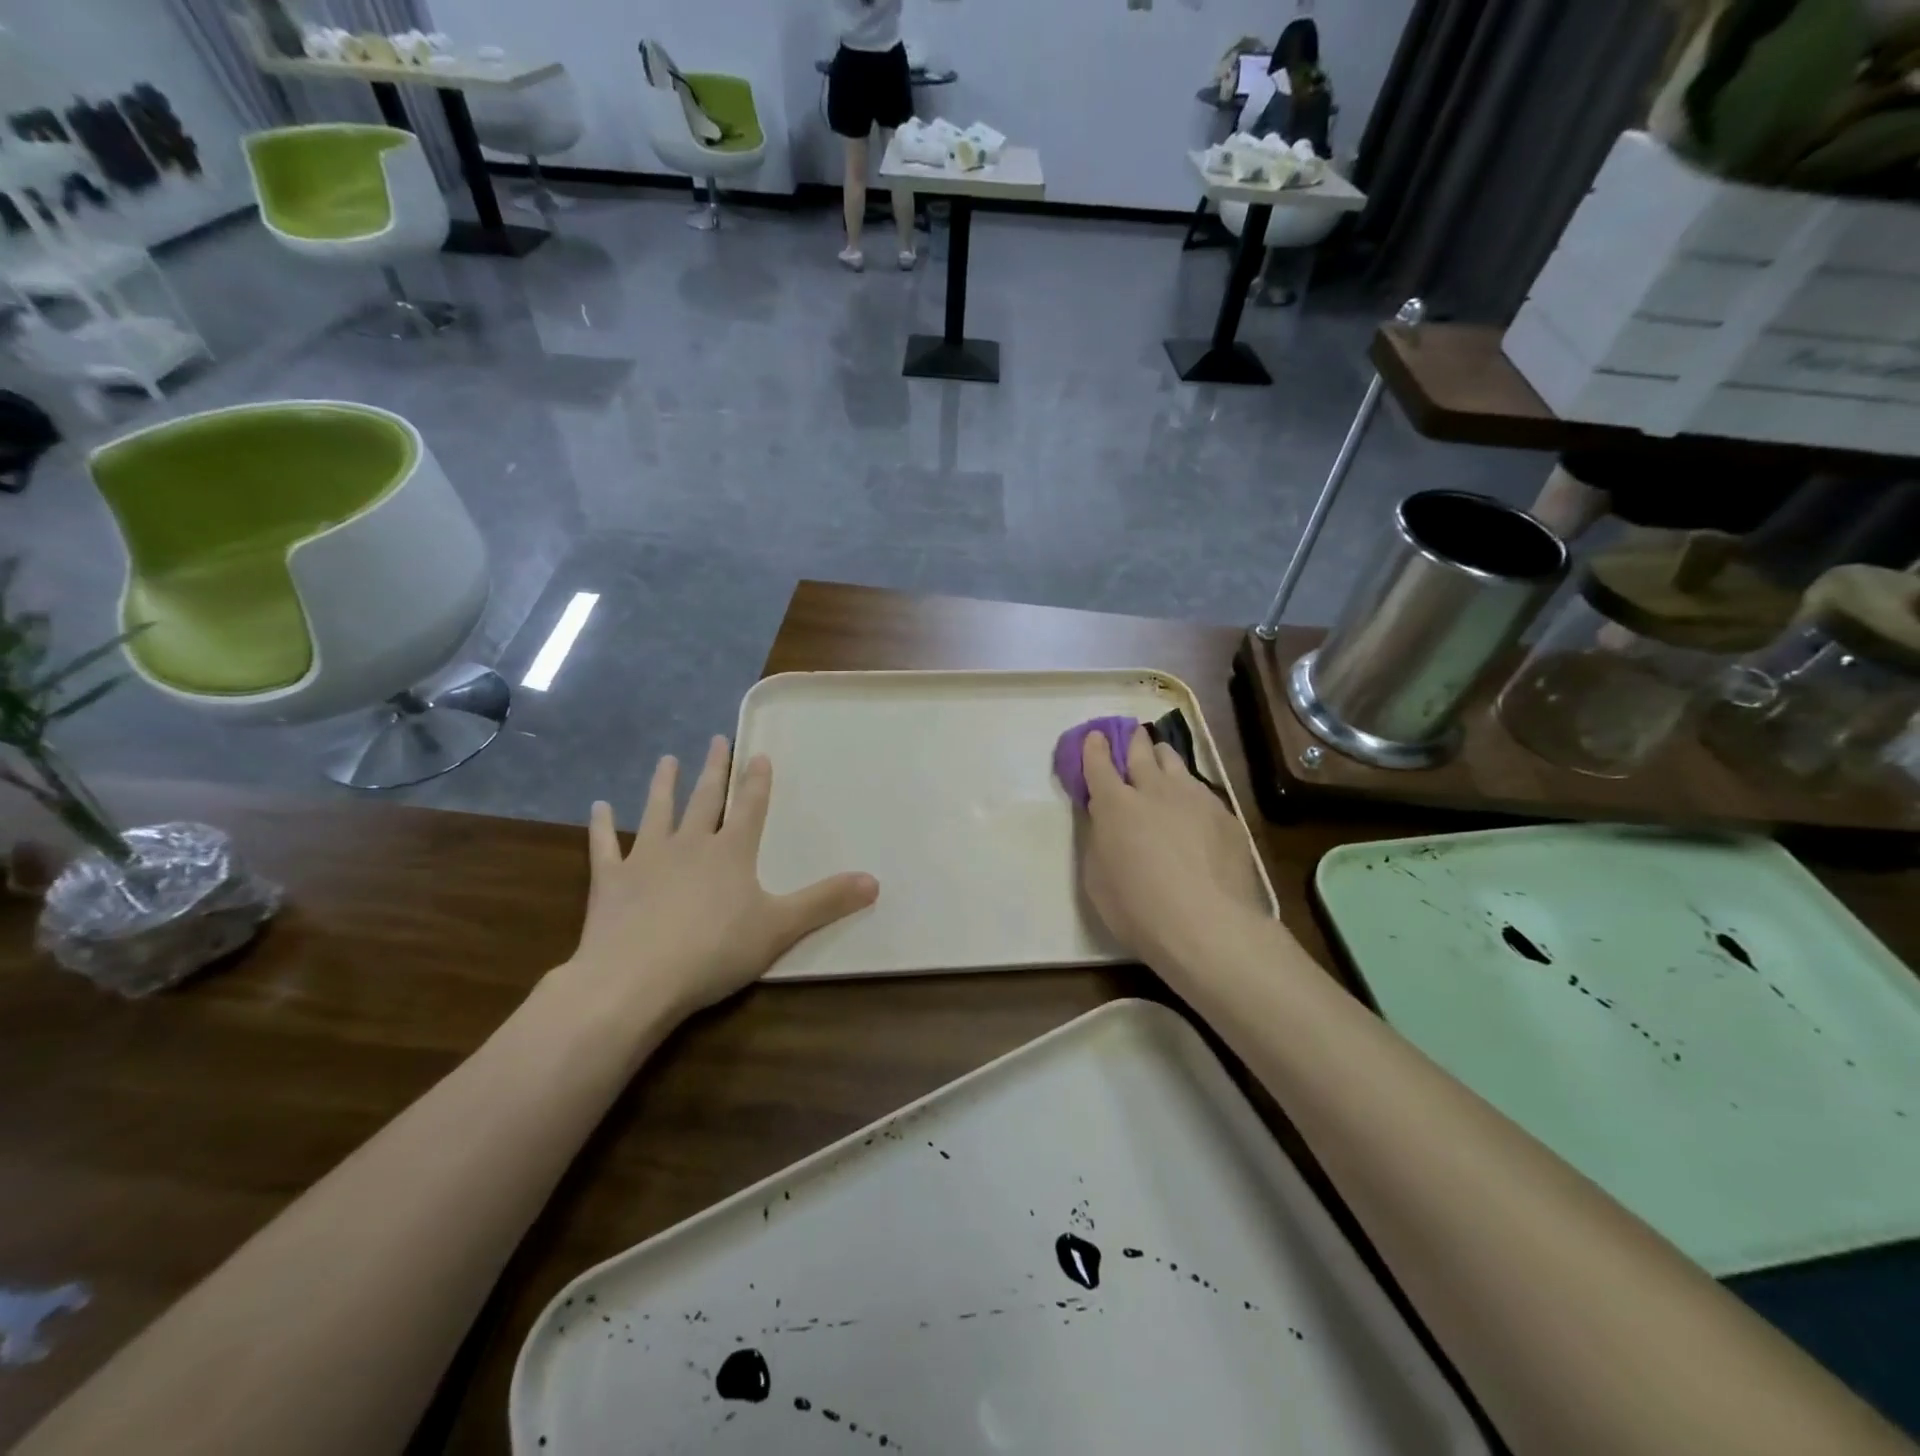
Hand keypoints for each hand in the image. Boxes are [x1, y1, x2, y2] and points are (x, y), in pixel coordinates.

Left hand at [568, 736, 878, 1022]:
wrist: (636, 979)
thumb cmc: (715, 951)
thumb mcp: (780, 927)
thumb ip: (826, 901)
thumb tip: (875, 881)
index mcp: (731, 853)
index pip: (750, 807)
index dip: (756, 781)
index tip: (758, 752)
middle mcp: (690, 844)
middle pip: (705, 799)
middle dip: (713, 769)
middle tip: (715, 739)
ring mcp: (646, 859)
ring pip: (657, 812)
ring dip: (663, 785)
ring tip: (666, 759)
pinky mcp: (611, 881)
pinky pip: (604, 846)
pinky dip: (600, 826)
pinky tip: (598, 807)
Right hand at [1077, 726, 1268, 968]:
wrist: (1208, 925)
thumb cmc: (1138, 910)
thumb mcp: (1097, 879)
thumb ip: (1099, 840)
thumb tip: (1105, 823)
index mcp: (1114, 805)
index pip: (1098, 763)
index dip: (1094, 747)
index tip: (1095, 737)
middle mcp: (1153, 789)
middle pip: (1140, 750)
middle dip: (1132, 741)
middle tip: (1131, 739)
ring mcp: (1194, 797)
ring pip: (1175, 761)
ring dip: (1162, 759)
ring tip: (1162, 764)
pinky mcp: (1224, 813)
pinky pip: (1202, 790)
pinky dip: (1190, 791)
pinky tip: (1193, 808)